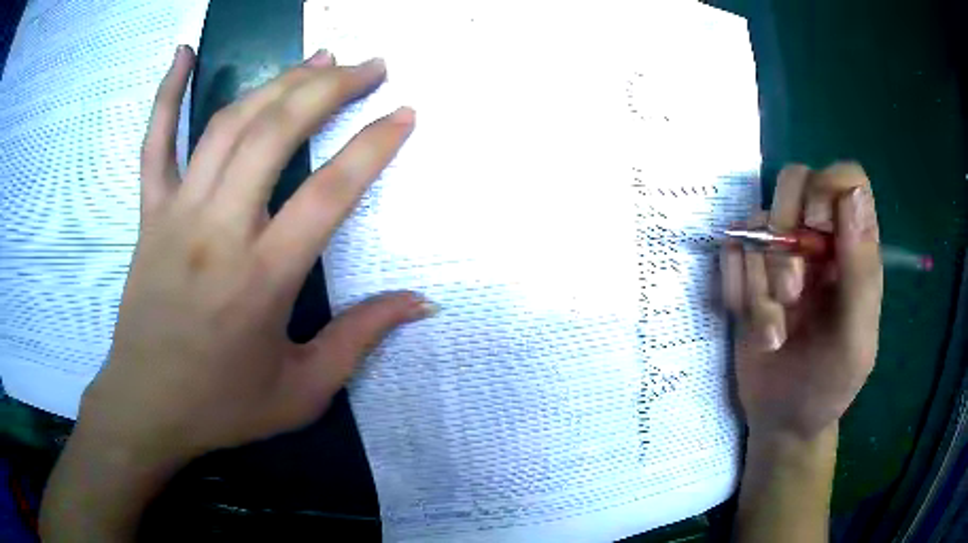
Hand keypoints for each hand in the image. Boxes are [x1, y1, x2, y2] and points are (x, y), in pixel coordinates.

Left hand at [81, 46, 431, 463]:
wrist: (146, 408)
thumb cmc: (223, 407)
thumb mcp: (303, 391)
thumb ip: (361, 339)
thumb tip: (422, 303)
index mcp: (261, 280)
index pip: (328, 192)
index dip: (373, 146)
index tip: (404, 113)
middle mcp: (217, 232)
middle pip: (275, 134)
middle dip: (329, 88)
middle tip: (369, 66)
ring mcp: (176, 214)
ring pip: (228, 125)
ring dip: (277, 81)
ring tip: (317, 58)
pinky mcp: (149, 214)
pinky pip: (155, 143)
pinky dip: (168, 93)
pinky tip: (183, 52)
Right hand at [720, 162, 882, 439]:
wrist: (781, 418)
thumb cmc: (828, 384)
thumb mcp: (855, 342)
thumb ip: (861, 273)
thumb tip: (851, 195)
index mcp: (855, 248)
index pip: (846, 179)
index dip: (828, 191)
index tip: (818, 234)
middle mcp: (819, 238)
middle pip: (794, 181)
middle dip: (785, 236)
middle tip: (790, 292)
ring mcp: (781, 251)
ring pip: (756, 223)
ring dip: (759, 285)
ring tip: (773, 333)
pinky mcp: (747, 271)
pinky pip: (729, 252)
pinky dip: (736, 290)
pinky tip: (750, 325)